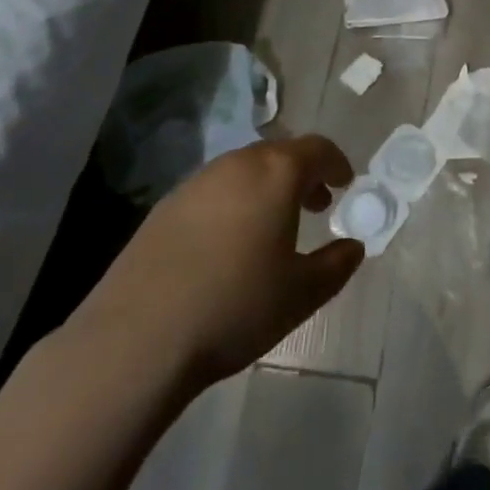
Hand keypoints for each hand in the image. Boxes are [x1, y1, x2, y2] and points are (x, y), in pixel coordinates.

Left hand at [66, 136, 363, 393]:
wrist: (136, 340)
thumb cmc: (235, 307)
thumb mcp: (301, 294)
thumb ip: (336, 265)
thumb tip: (354, 247)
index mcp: (276, 173)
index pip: (317, 149)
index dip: (336, 163)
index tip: (345, 183)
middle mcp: (237, 165)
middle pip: (279, 154)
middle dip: (302, 175)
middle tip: (316, 204)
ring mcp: (196, 183)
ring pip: (243, 171)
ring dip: (266, 188)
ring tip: (272, 226)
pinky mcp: (163, 208)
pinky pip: (213, 191)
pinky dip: (233, 203)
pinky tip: (227, 244)